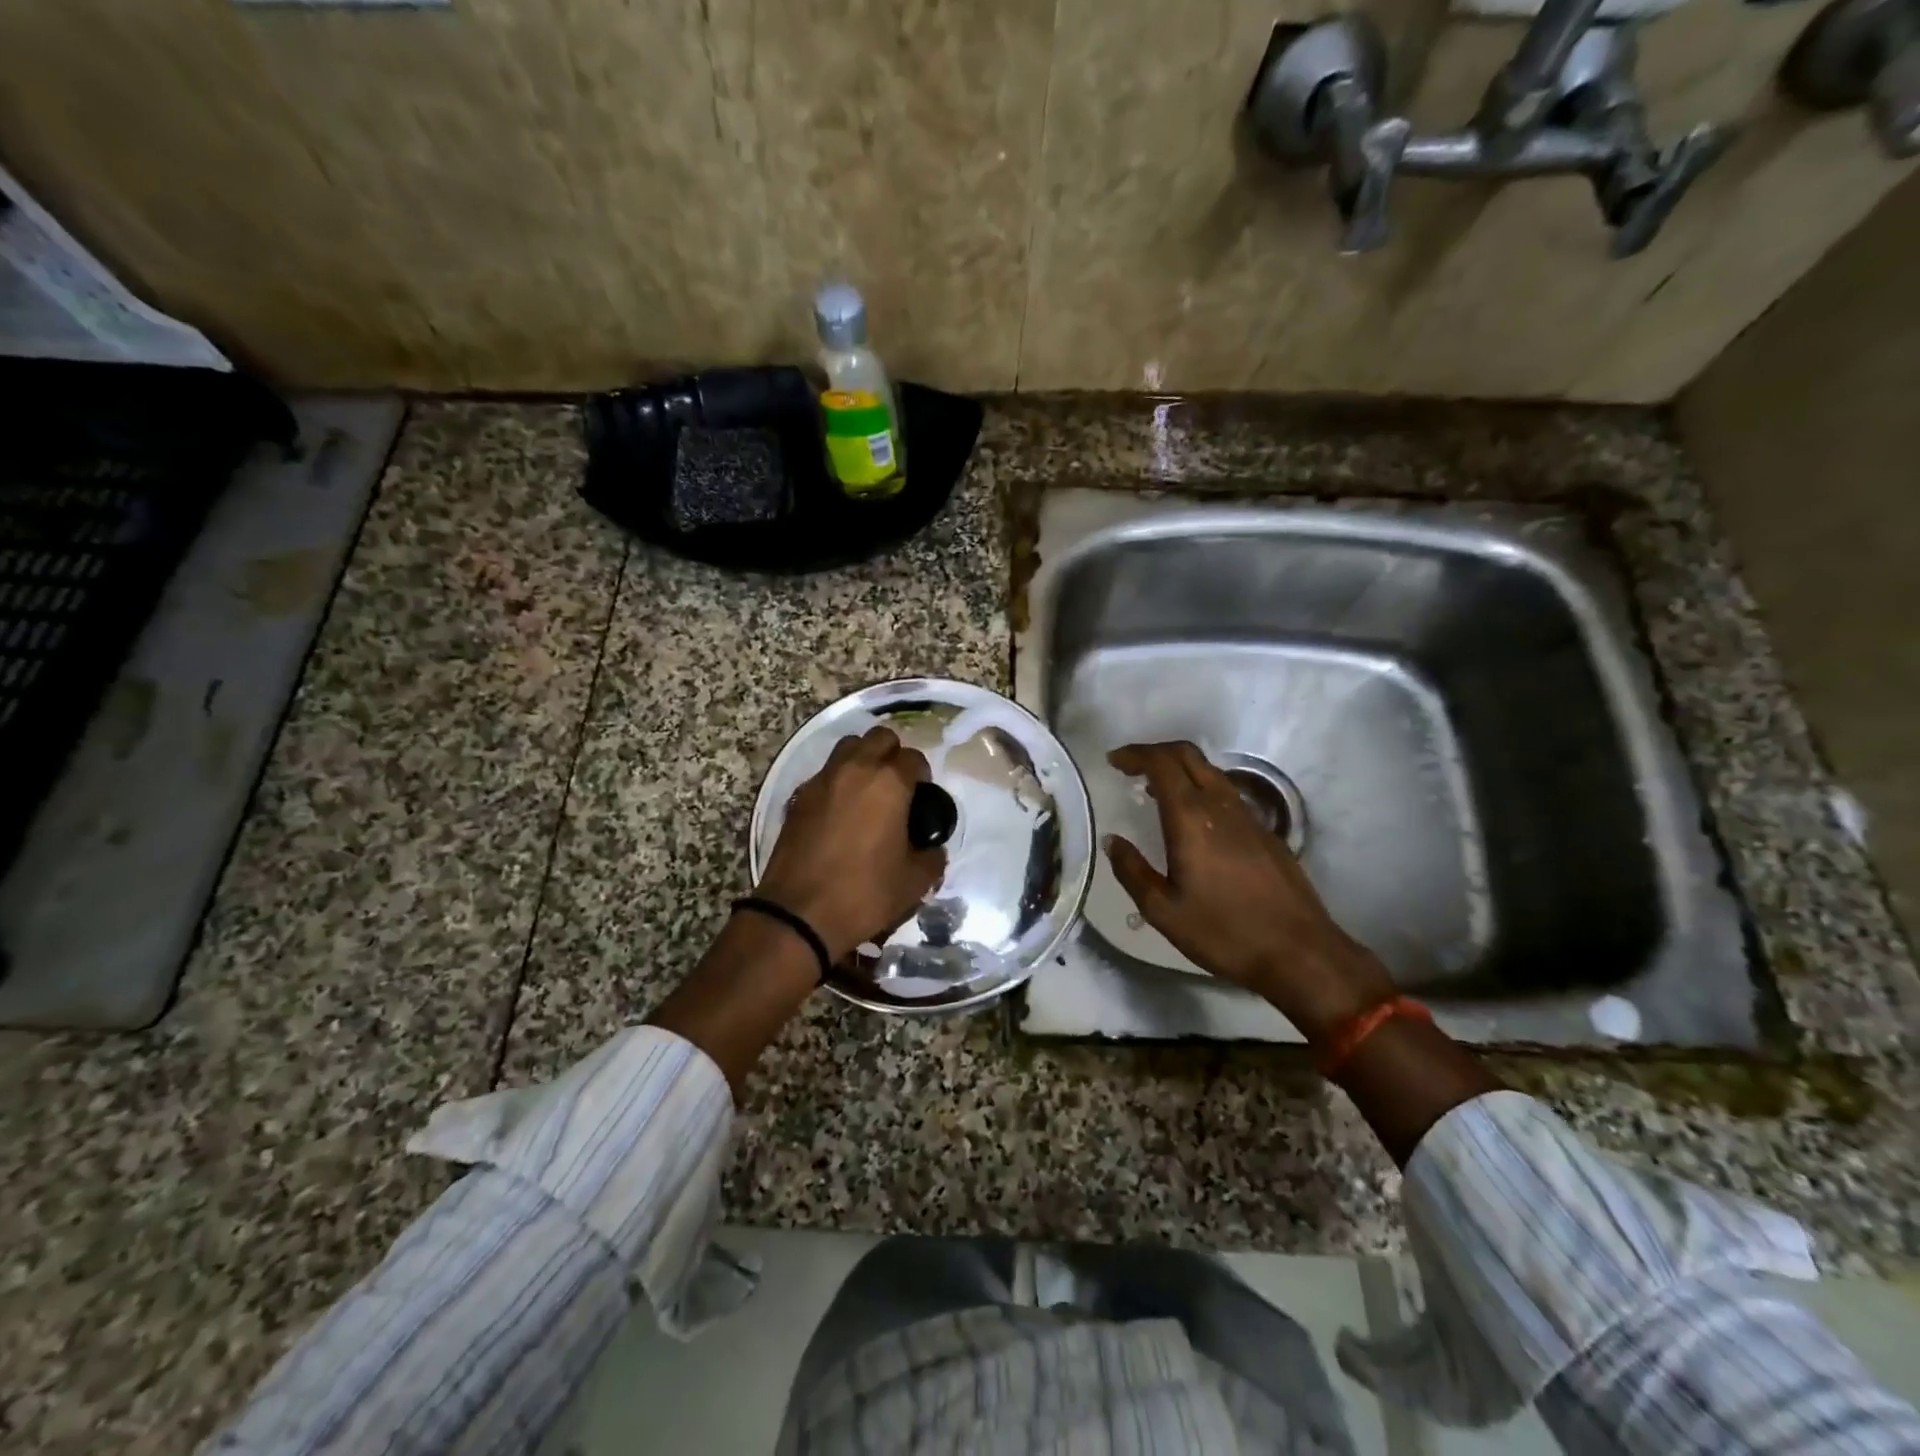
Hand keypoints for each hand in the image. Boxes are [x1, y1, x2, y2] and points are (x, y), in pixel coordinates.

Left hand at [755, 726, 944, 962]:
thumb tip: (932, 850)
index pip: (914, 758)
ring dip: (863, 759)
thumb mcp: (914, 882)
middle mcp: (855, 769)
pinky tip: (841, 812)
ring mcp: (822, 780)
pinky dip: (838, 781)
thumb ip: (932, 858)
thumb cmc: (864, 894)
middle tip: (898, 786)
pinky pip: (825, 773)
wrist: (798, 914)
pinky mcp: (798, 797)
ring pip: (848, 747)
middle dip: (893, 754)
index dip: (922, 775)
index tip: (923, 797)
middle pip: (879, 738)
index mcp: (889, 783)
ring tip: (869, 791)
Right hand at [1106, 741, 1395, 1041]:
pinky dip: (1199, 790)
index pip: (1162, 763)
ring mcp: (1248, 816)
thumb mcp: (1163, 910)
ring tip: (1153, 792)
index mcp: (1191, 818)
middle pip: (1188, 755)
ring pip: (1210, 772)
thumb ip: (1132, 871)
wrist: (1300, 952)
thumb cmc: (1224, 932)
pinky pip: (1226, 793)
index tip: (1113, 761)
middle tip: (1130, 767)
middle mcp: (1221, 805)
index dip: (1135, 754)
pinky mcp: (1265, 832)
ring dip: (1179, 771)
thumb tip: (1114, 841)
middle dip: (1155, 752)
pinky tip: (1192, 820)